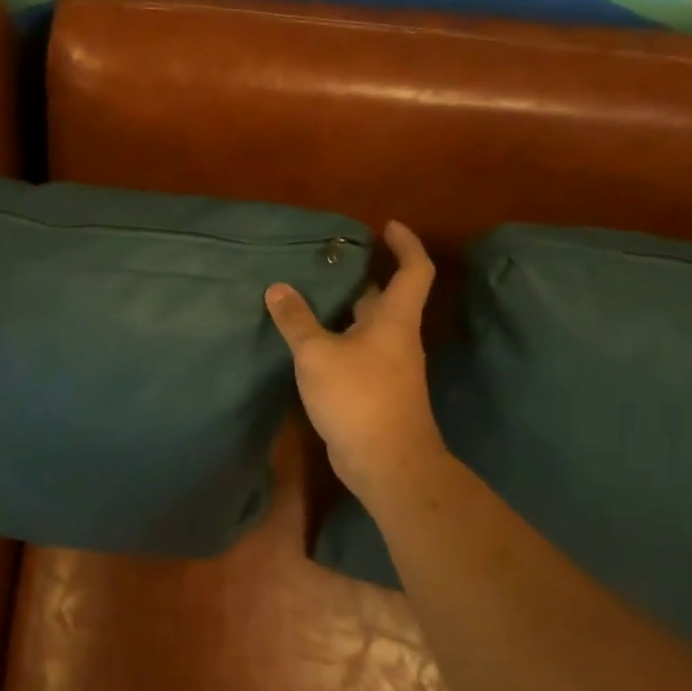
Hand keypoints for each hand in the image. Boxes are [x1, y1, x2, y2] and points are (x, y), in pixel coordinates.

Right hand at [265, 221, 446, 502]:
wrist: (387, 464)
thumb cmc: (359, 398)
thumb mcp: (318, 353)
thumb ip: (296, 319)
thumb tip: (277, 287)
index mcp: (393, 320)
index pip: (414, 270)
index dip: (405, 244)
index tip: (387, 226)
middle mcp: (396, 338)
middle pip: (384, 296)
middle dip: (362, 274)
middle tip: (327, 259)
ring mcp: (387, 367)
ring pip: (366, 325)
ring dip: (343, 308)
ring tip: (307, 293)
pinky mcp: (374, 390)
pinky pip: (355, 351)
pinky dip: (335, 337)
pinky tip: (307, 340)